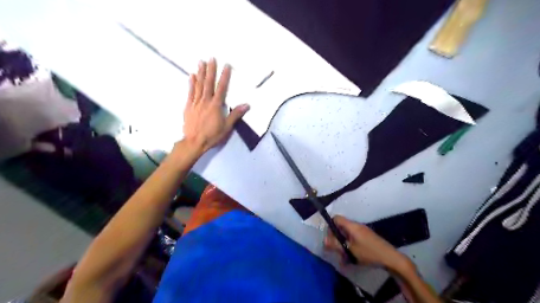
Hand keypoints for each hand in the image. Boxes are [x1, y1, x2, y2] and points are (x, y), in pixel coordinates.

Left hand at [182, 58, 248, 151]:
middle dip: (211, 70)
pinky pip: (190, 93)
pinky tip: (191, 76)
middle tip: (211, 58)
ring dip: (200, 73)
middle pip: (208, 83)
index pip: (221, 88)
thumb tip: (247, 104)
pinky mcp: (188, 107)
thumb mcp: (227, 127)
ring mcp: (196, 103)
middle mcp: (205, 101)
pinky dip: (191, 84)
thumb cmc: (212, 135)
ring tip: (201, 62)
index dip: (224, 76)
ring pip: (198, 85)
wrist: (194, 142)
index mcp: (216, 106)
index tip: (226, 65)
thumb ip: (236, 114)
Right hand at [325, 215, 413, 271]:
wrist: (391, 258)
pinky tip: (352, 259)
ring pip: (347, 235)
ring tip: (344, 258)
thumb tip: (324, 240)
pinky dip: (350, 247)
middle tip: (336, 251)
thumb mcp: (350, 250)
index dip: (330, 226)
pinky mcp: (367, 237)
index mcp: (351, 226)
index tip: (330, 239)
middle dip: (336, 239)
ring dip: (343, 245)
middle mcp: (356, 226)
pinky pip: (354, 239)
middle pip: (341, 227)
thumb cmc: (369, 252)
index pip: (336, 218)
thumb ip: (336, 245)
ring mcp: (362, 231)